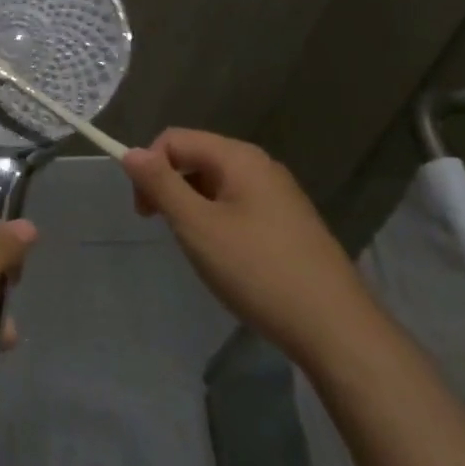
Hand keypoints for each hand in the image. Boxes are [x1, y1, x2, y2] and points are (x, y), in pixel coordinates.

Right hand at [122, 128, 373, 364]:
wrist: (333, 326)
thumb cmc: (257, 270)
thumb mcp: (197, 226)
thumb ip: (161, 184)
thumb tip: (131, 152)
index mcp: (239, 157)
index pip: (175, 139)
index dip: (149, 167)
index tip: (144, 213)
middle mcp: (260, 166)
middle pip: (196, 157)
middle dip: (169, 186)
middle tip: (164, 230)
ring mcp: (279, 194)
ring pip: (216, 184)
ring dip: (192, 206)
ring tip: (196, 248)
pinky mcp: (288, 222)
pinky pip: (237, 205)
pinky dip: (217, 221)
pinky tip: (225, 257)